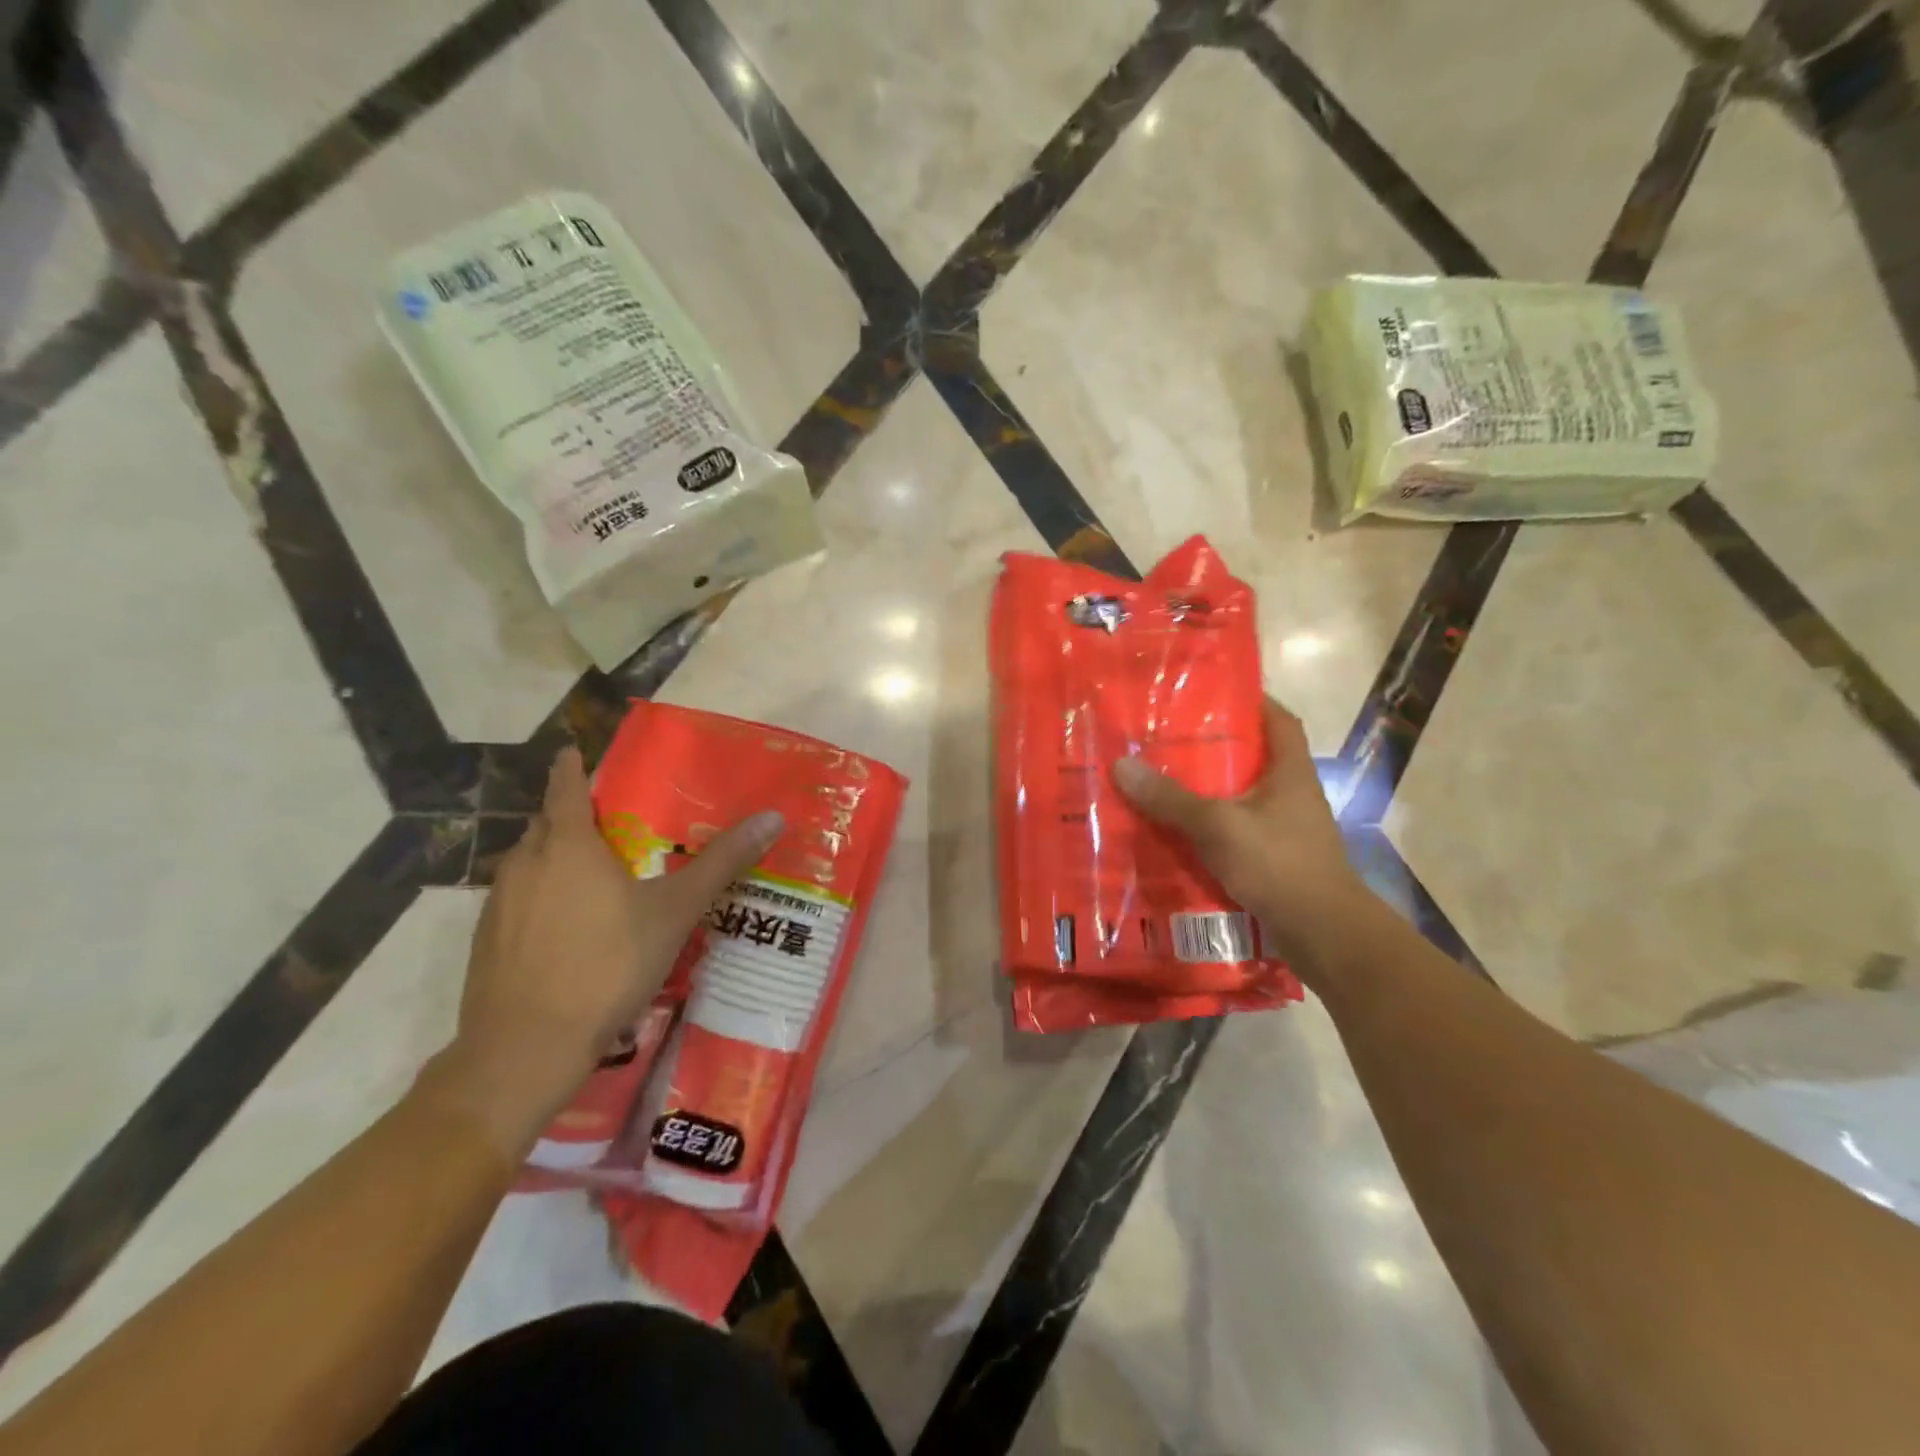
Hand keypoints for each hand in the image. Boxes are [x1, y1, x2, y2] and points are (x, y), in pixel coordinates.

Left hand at [445, 746, 783, 1129]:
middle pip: (544, 825)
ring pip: (527, 864)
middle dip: (568, 816)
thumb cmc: (607, 965)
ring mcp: (498, 906)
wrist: (525, 1048)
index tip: (574, 753)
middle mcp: (525, 865)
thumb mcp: (675, 911)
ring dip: (553, 858)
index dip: (570, 768)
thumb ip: (721, 862)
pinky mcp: (486, 943)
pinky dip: (539, 898)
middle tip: (608, 823)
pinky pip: (516, 901)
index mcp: (568, 846)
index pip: (564, 788)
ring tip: (592, 875)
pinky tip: (566, 929)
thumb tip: (772, 817)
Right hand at [1112, 698, 1370, 979]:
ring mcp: (1284, 829)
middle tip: (1166, 737)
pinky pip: (1234, 832)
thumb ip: (1171, 798)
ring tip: (1160, 780)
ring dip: (1205, 790)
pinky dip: (1207, 829)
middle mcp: (1290, 794)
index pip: (1278, 719)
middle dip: (1212, 747)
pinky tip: (1174, 831)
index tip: (1213, 690)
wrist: (1323, 934)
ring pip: (1238, 798)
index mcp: (1289, 772)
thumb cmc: (1279, 864)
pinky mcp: (1274, 860)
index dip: (1252, 699)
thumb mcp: (1218, 826)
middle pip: (1251, 758)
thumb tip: (1121, 765)